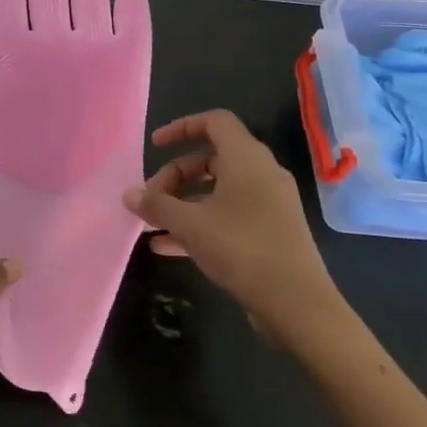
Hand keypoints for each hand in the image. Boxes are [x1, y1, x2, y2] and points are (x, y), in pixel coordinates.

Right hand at [124, 110, 350, 354]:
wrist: (297, 304)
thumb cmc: (241, 249)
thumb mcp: (190, 225)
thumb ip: (156, 205)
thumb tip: (128, 194)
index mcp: (247, 159)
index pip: (214, 122)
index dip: (181, 127)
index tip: (155, 145)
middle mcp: (262, 174)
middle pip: (211, 159)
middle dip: (175, 176)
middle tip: (151, 200)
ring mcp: (269, 204)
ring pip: (218, 190)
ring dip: (183, 203)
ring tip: (153, 225)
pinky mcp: (271, 231)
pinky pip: (228, 215)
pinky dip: (200, 223)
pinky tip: (168, 247)